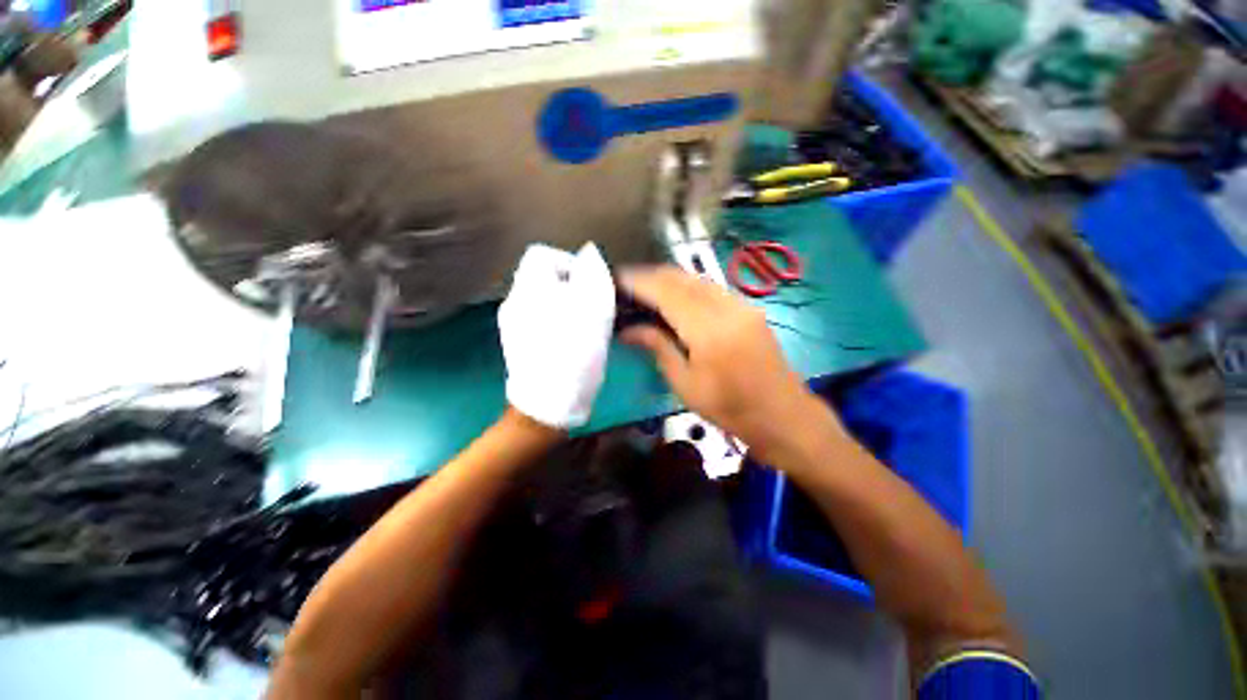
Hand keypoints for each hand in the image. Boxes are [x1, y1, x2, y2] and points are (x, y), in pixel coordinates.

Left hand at [498, 243, 614, 428]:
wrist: (549, 402)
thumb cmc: (575, 352)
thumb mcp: (595, 308)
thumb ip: (593, 274)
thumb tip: (589, 253)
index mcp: (530, 287)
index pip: (541, 254)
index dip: (567, 263)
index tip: (586, 285)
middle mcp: (514, 300)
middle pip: (541, 277)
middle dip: (568, 287)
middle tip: (588, 309)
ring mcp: (511, 323)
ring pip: (540, 299)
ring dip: (562, 306)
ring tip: (580, 328)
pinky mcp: (515, 342)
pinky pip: (536, 319)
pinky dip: (553, 322)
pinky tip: (565, 342)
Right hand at [620, 266, 838, 461]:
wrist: (782, 416)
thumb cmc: (729, 409)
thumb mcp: (686, 384)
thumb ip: (659, 348)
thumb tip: (629, 329)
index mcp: (708, 331)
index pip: (667, 294)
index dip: (640, 283)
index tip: (618, 278)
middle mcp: (727, 309)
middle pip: (683, 278)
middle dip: (652, 274)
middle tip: (628, 281)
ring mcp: (742, 306)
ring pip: (699, 279)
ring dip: (670, 278)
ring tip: (647, 286)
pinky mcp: (749, 309)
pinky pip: (712, 288)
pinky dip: (689, 286)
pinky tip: (676, 296)